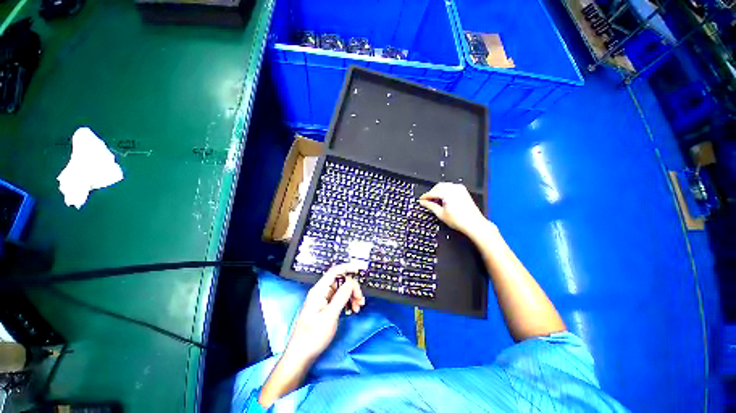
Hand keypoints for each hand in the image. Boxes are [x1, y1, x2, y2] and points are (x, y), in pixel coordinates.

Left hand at [284, 263, 365, 364]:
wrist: (302, 355)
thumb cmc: (313, 336)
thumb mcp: (330, 315)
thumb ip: (341, 296)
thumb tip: (351, 282)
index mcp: (319, 290)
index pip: (335, 271)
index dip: (347, 267)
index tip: (360, 268)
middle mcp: (321, 292)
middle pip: (341, 281)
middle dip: (352, 288)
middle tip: (360, 300)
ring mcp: (323, 300)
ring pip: (342, 290)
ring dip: (351, 296)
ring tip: (358, 308)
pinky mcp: (326, 307)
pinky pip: (340, 299)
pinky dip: (348, 302)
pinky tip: (352, 310)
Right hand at [419, 182, 487, 234]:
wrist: (474, 224)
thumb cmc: (460, 220)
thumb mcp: (440, 214)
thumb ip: (430, 206)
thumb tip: (423, 202)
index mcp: (447, 193)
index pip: (432, 192)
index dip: (425, 197)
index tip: (420, 200)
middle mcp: (454, 188)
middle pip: (438, 187)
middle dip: (431, 193)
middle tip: (427, 201)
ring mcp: (460, 189)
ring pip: (444, 186)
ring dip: (438, 191)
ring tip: (435, 201)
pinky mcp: (463, 191)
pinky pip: (451, 187)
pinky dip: (445, 191)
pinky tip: (444, 199)